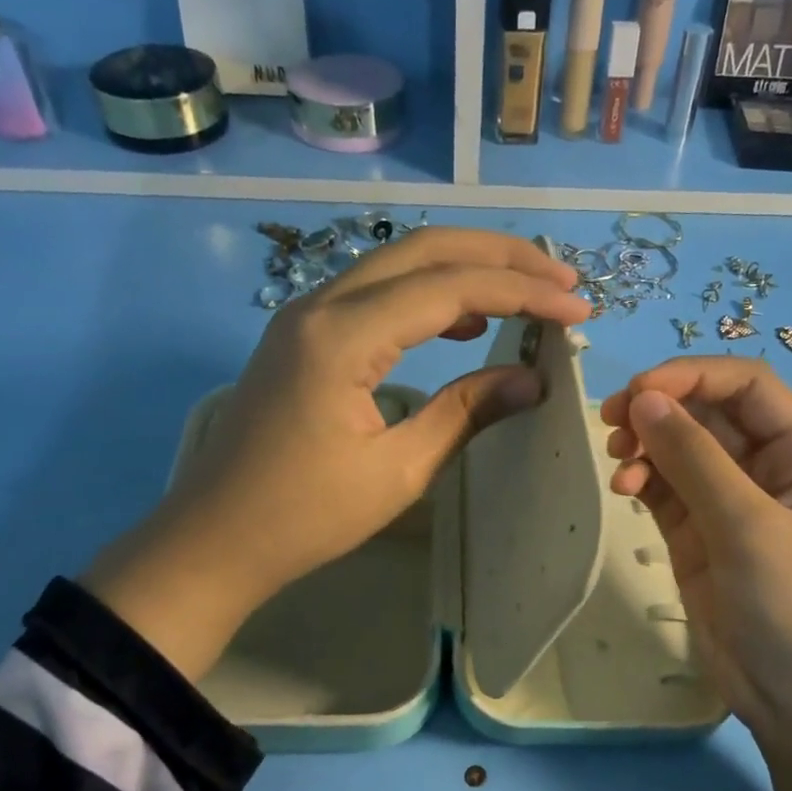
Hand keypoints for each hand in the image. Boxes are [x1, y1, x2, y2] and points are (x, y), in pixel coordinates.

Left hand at [83, 228, 588, 679]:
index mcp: (342, 336)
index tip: (576, 310)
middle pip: (424, 251)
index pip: (449, 288)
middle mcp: (320, 305)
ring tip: (526, 292)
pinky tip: (461, 321)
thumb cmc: (306, 517)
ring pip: (398, 265)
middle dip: (500, 258)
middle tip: (561, 280)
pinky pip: (375, 294)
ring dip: (465, 269)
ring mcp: (305, 315)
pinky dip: (427, 296)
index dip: (521, 294)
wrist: (215, 539)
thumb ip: (466, 413)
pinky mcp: (303, 336)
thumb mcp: (399, 470)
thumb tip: (533, 380)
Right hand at [600, 359, 791, 790]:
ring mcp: (731, 506)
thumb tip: (643, 399)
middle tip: (610, 423)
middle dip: (661, 410)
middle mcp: (769, 470)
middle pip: (709, 414)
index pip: (748, 387)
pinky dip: (642, 481)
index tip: (637, 393)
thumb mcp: (750, 528)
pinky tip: (623, 490)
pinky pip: (666, 490)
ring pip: (681, 451)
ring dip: (646, 446)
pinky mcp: (700, 538)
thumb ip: (695, 459)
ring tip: (618, 465)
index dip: (692, 376)